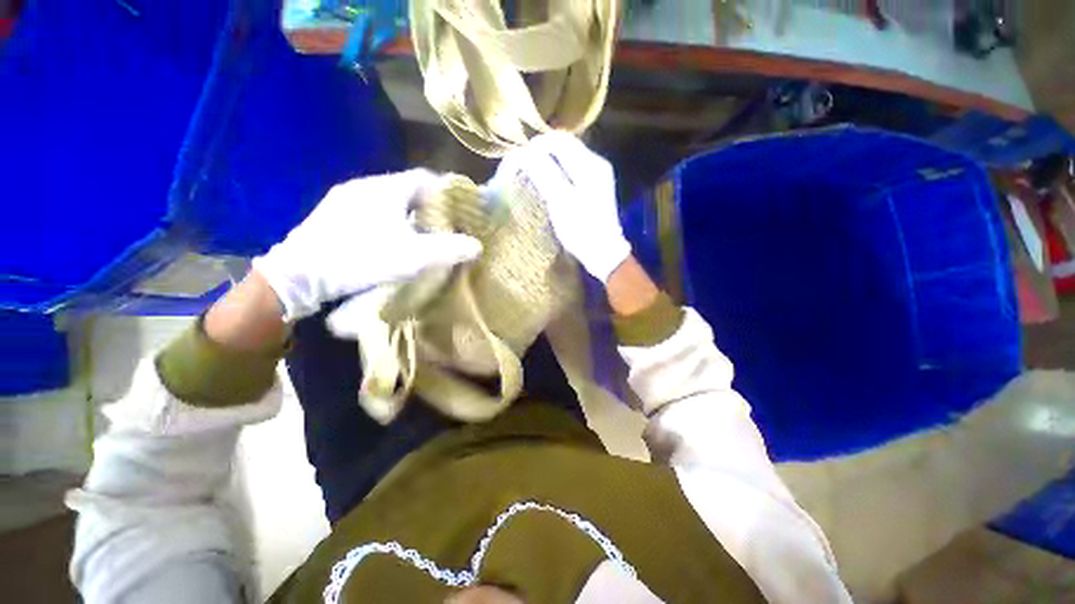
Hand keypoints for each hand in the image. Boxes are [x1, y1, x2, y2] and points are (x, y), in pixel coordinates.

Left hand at [252, 169, 482, 321]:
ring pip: (388, 199)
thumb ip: (449, 250)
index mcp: (387, 189)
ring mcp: (345, 198)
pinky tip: (389, 238)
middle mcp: (365, 185)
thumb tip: (477, 246)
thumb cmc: (362, 258)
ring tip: (421, 233)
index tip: (461, 207)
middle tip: (445, 224)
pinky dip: (388, 219)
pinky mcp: (332, 214)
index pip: (426, 178)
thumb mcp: (414, 257)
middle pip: (408, 188)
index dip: (446, 190)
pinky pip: (371, 209)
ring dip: (408, 212)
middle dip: (430, 204)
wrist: (300, 274)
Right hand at [499, 132, 630, 282]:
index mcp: (589, 164)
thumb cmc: (581, 229)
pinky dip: (557, 170)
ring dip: (548, 160)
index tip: (517, 159)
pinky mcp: (596, 187)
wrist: (604, 252)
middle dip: (541, 151)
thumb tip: (523, 152)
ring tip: (531, 172)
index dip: (535, 145)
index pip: (558, 140)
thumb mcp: (559, 201)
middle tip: (522, 165)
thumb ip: (542, 173)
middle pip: (565, 145)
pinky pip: (572, 169)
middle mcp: (596, 163)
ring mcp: (598, 175)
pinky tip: (548, 182)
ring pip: (568, 156)